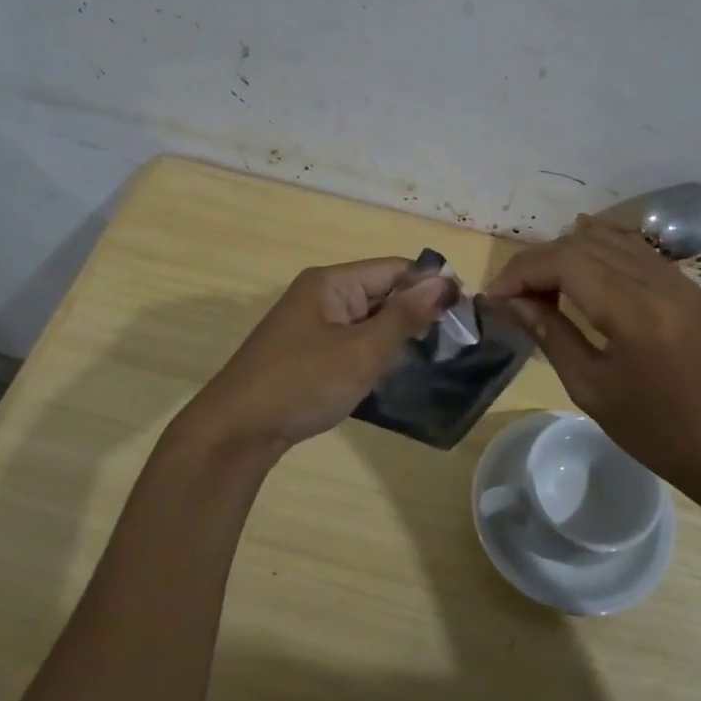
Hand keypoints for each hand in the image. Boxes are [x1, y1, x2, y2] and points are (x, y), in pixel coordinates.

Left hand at [177, 257, 454, 453]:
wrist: (236, 432)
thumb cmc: (302, 384)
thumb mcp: (362, 350)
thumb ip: (405, 315)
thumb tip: (445, 281)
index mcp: (331, 282)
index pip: (394, 269)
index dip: (430, 286)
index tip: (464, 315)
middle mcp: (321, 295)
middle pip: (381, 292)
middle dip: (415, 314)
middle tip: (452, 344)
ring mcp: (312, 325)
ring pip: (368, 320)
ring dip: (395, 337)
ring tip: (430, 360)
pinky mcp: (307, 353)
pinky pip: (352, 342)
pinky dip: (373, 354)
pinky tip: (392, 375)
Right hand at [487, 222, 700, 496]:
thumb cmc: (662, 434)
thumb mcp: (593, 389)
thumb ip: (550, 335)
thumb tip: (511, 303)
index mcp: (634, 310)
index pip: (563, 261)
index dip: (521, 272)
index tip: (495, 298)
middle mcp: (658, 280)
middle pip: (583, 243)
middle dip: (538, 263)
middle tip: (514, 298)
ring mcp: (679, 278)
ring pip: (608, 239)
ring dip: (568, 256)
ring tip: (544, 290)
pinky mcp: (689, 286)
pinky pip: (633, 251)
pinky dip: (598, 257)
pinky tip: (582, 284)